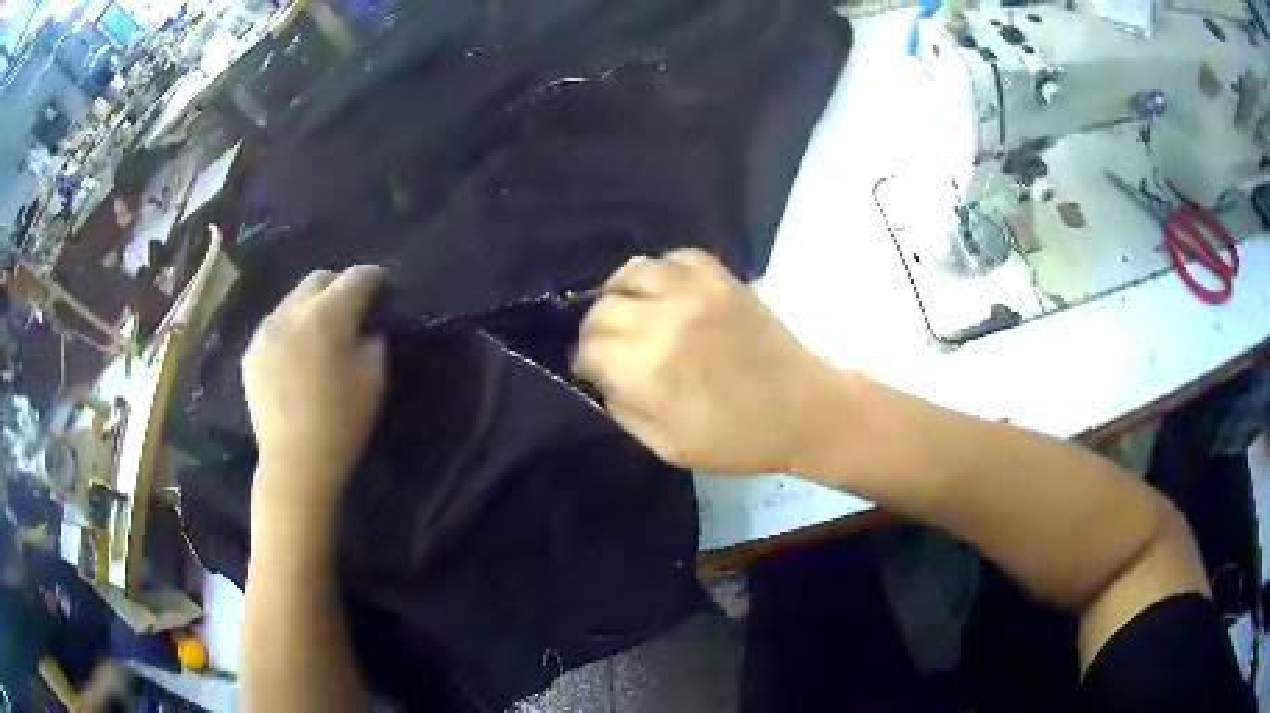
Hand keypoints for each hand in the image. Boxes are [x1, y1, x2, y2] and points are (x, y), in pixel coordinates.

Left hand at [243, 266, 386, 512]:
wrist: (294, 462)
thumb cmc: (341, 422)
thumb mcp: (374, 380)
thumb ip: (372, 341)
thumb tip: (365, 329)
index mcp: (328, 314)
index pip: (357, 277)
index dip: (375, 279)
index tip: (383, 288)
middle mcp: (292, 311)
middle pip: (319, 278)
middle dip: (338, 285)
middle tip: (351, 308)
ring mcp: (266, 330)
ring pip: (293, 301)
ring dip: (311, 307)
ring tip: (319, 333)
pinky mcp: (251, 352)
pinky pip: (275, 327)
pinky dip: (290, 331)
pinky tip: (296, 356)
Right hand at [573, 249, 839, 474]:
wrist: (803, 409)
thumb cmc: (736, 439)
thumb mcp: (667, 446)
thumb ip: (623, 409)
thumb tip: (600, 377)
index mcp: (650, 368)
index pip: (589, 348)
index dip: (585, 362)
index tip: (594, 372)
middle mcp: (666, 318)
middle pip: (602, 308)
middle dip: (596, 331)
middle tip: (611, 348)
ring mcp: (696, 291)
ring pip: (631, 272)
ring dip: (620, 294)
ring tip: (629, 312)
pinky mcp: (722, 278)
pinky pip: (675, 257)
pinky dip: (660, 272)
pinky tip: (664, 293)